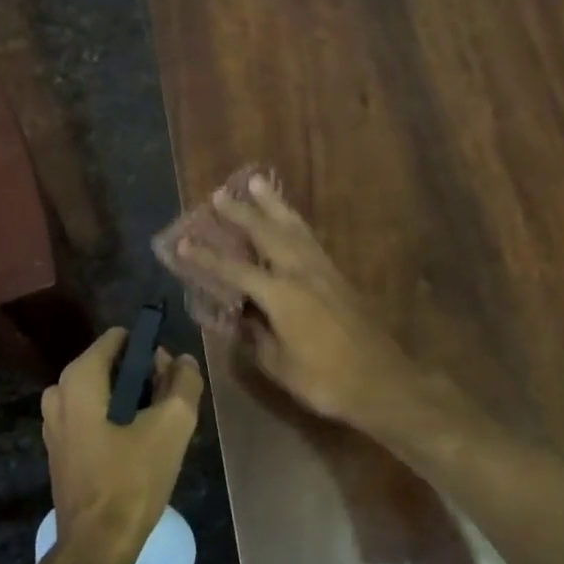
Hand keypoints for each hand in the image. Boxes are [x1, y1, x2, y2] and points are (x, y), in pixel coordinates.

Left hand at [42, 328, 204, 563]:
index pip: (120, 339)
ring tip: (158, 432)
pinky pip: (92, 417)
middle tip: (169, 409)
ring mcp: (53, 422)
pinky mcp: (58, 447)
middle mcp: (58, 392)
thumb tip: (183, 361)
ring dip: (132, 403)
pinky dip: (115, 422)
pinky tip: (137, 449)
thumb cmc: (133, 479)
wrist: (97, 544)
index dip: (152, 353)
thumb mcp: (172, 426)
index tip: (171, 381)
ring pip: (103, 393)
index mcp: (79, 378)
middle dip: (144, 379)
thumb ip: (184, 382)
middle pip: (112, 366)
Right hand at [174, 175, 425, 429]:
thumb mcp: (279, 365)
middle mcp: (301, 273)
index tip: (182, 242)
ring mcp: (324, 271)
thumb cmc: (324, 380)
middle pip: (266, 233)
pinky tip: (289, 219)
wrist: (381, 381)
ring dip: (273, 205)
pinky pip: (310, 239)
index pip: (234, 270)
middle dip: (242, 213)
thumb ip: (256, 338)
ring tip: (258, 182)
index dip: (206, 257)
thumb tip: (242, 318)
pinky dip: (294, 222)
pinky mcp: (339, 276)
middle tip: (220, 194)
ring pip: (294, 227)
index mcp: (281, 295)